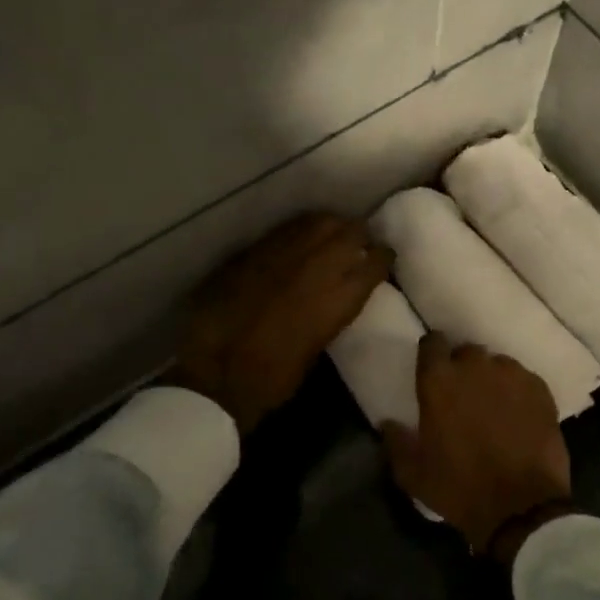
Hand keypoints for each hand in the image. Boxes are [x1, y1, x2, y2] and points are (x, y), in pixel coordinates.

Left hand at [175, 212, 392, 433]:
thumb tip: (334, 296)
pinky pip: (288, 229)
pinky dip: (301, 230)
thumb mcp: (316, 349)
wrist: (215, 373)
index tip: (384, 258)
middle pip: (352, 232)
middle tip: (360, 242)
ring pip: (321, 222)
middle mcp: (319, 267)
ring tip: (332, 234)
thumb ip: (330, 314)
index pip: (375, 263)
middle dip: (360, 235)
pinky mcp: (255, 250)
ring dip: (332, 226)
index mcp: (339, 298)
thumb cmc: (272, 378)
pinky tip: (300, 238)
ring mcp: (285, 253)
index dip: (383, 258)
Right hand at [382, 333, 571, 555]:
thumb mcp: (414, 474)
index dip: (432, 355)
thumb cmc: (460, 489)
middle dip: (462, 369)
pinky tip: (519, 416)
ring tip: (494, 407)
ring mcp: (511, 374)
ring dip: (491, 380)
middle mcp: (474, 366)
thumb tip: (388, 424)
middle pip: (466, 353)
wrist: (522, 507)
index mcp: (439, 381)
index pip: (431, 343)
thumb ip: (397, 442)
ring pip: (497, 365)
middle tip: (463, 397)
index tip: (432, 371)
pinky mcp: (540, 388)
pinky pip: (523, 379)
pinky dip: (518, 392)